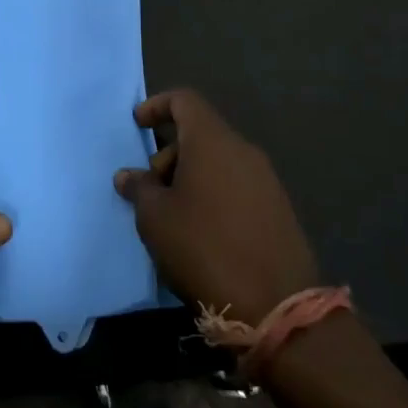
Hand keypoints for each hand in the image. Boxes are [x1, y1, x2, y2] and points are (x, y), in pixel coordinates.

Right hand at [114, 90, 319, 325]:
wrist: (277, 306)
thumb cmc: (203, 248)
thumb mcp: (155, 218)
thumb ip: (139, 188)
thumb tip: (129, 175)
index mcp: (213, 142)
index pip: (185, 100)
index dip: (157, 105)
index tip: (137, 125)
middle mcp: (243, 151)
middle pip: (200, 134)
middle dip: (169, 154)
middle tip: (150, 190)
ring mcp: (266, 181)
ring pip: (218, 162)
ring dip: (190, 177)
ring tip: (171, 216)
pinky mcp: (278, 210)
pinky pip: (237, 186)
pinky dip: (213, 195)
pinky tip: (200, 232)